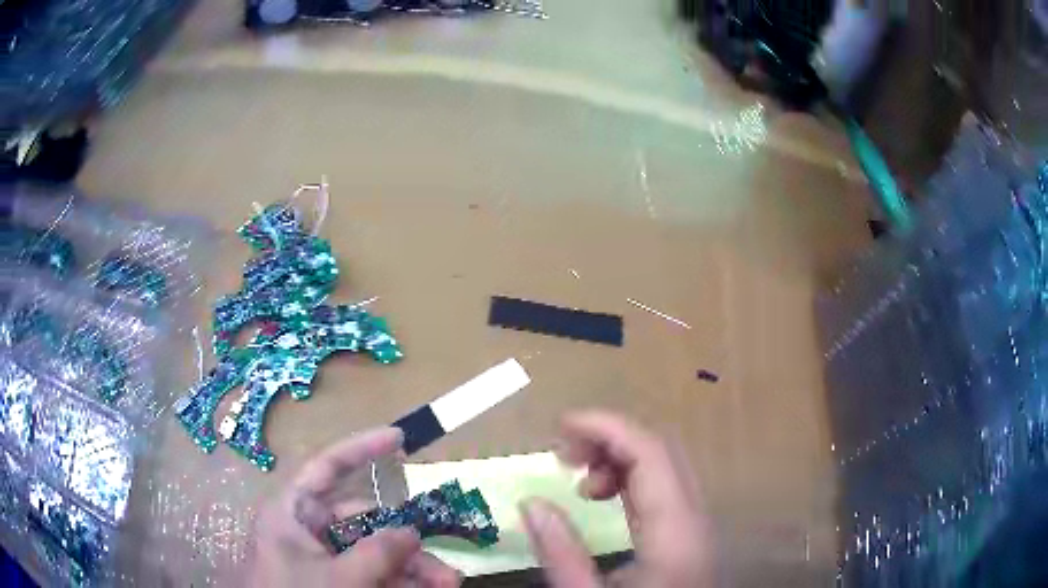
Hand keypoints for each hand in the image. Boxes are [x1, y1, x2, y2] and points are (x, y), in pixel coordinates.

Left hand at [248, 427, 461, 586]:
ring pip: (374, 550)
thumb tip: (411, 531)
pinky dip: (399, 579)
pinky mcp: (334, 578)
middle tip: (443, 564)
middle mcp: (308, 528)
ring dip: (412, 567)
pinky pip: (371, 572)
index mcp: (293, 512)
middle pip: (364, 521)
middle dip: (408, 541)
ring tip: (448, 584)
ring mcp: (322, 556)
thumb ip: (376, 553)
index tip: (399, 438)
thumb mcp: (339, 578)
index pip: (326, 467)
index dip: (361, 448)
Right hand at [520, 411, 714, 587]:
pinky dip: (631, 478)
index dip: (606, 427)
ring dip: (621, 458)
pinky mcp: (688, 535)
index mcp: (676, 533)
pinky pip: (664, 487)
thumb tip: (532, 502)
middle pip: (662, 451)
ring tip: (580, 479)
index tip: (560, 425)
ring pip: (666, 466)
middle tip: (563, 453)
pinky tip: (603, 496)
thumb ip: (561, 554)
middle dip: (611, 438)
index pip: (651, 453)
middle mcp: (695, 518)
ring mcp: (696, 525)